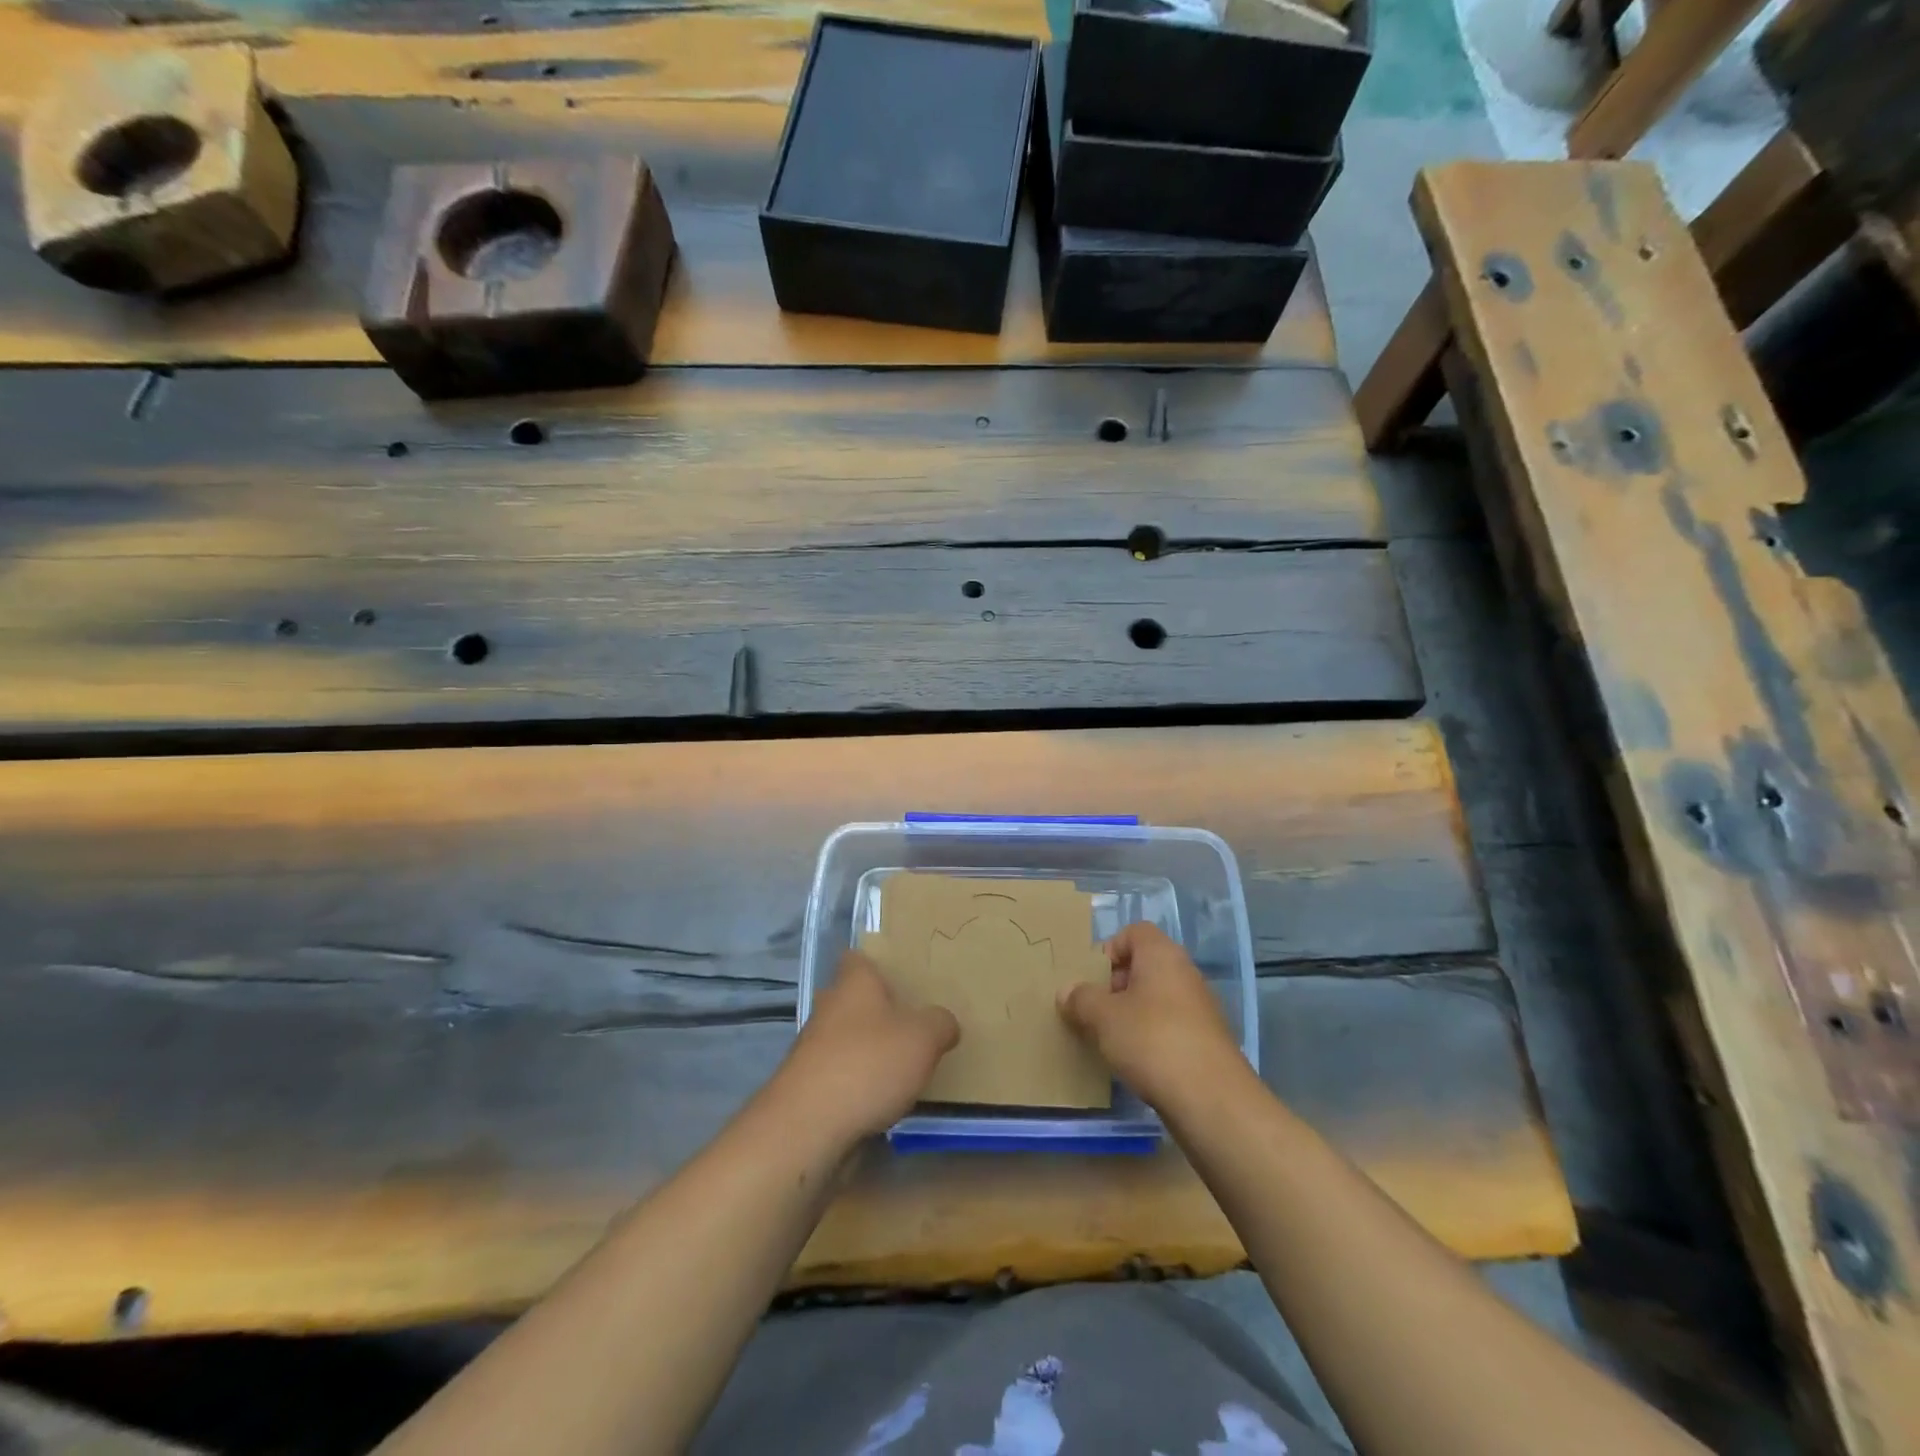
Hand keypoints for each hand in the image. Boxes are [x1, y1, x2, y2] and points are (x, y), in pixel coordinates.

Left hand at [778, 951, 960, 1144]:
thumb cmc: (869, 1063)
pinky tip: (880, 1100)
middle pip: (851, 999)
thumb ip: (940, 1024)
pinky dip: (856, 1083)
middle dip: (875, 1010)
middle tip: (910, 1023)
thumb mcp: (924, 1038)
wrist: (808, 1127)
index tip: (900, 976)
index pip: (858, 959)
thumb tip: (944, 1022)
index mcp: (854, 984)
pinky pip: (838, 1074)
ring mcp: (812, 1049)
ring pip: (844, 1038)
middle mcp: (828, 1008)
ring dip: (866, 1050)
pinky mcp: (807, 1087)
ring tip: (901, 1066)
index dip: (877, 965)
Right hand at [1057, 922, 1243, 1111]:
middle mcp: (1185, 973)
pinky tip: (1137, 1061)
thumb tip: (1067, 991)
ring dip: (1132, 1013)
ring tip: (1111, 1040)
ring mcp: (1199, 1007)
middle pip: (1144, 965)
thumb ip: (1081, 999)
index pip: (1134, 932)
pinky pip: (1170, 1025)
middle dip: (1116, 985)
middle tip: (1096, 1011)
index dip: (1110, 949)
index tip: (1093, 979)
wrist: (1211, 1098)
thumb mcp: (1103, 1017)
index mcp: (1162, 954)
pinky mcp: (1206, 1040)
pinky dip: (1151, 1036)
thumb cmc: (1152, 1040)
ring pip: (1156, 998)